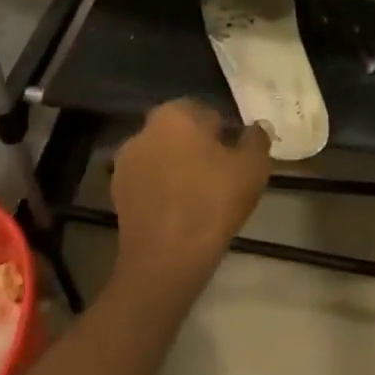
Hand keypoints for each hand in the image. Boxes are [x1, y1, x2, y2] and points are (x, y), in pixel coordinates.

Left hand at [110, 100, 270, 298]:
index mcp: (176, 113)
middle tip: (222, 178)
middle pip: (183, 134)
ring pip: (165, 157)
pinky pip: (149, 181)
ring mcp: (126, 162)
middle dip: (200, 149)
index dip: (226, 136)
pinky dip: (163, 190)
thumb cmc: (212, 203)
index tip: (236, 161)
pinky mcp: (117, 193)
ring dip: (179, 169)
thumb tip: (256, 128)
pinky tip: (179, 213)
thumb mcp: (253, 167)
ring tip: (201, 199)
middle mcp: (145, 129)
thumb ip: (257, 138)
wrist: (164, 262)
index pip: (209, 113)